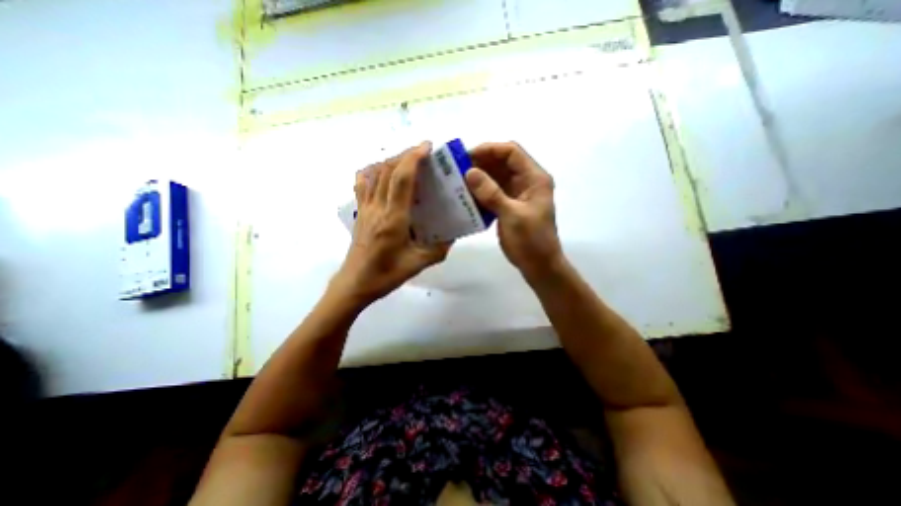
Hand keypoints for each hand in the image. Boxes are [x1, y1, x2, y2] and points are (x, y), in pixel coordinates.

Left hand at [332, 142, 453, 307]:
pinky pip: (362, 185)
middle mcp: (377, 208)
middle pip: (387, 170)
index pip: (402, 179)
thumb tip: (453, 235)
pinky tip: (381, 174)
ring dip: (391, 161)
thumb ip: (439, 249)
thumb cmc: (386, 274)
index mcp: (394, 218)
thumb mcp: (418, 264)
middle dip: (405, 155)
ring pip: (374, 174)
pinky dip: (372, 172)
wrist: (355, 283)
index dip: (413, 158)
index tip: (427, 147)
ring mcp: (365, 209)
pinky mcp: (360, 213)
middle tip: (423, 154)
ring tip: (407, 162)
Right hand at [467, 140, 561, 277]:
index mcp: (534, 178)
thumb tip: (470, 172)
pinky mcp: (509, 206)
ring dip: (479, 178)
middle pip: (502, 163)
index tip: (467, 156)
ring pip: (496, 177)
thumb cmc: (531, 240)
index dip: (489, 150)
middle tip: (457, 169)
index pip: (511, 152)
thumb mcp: (512, 215)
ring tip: (458, 181)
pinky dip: (480, 192)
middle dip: (481, 163)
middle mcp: (526, 182)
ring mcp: (517, 194)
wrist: (539, 266)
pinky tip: (466, 196)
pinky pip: (493, 192)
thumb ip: (491, 193)